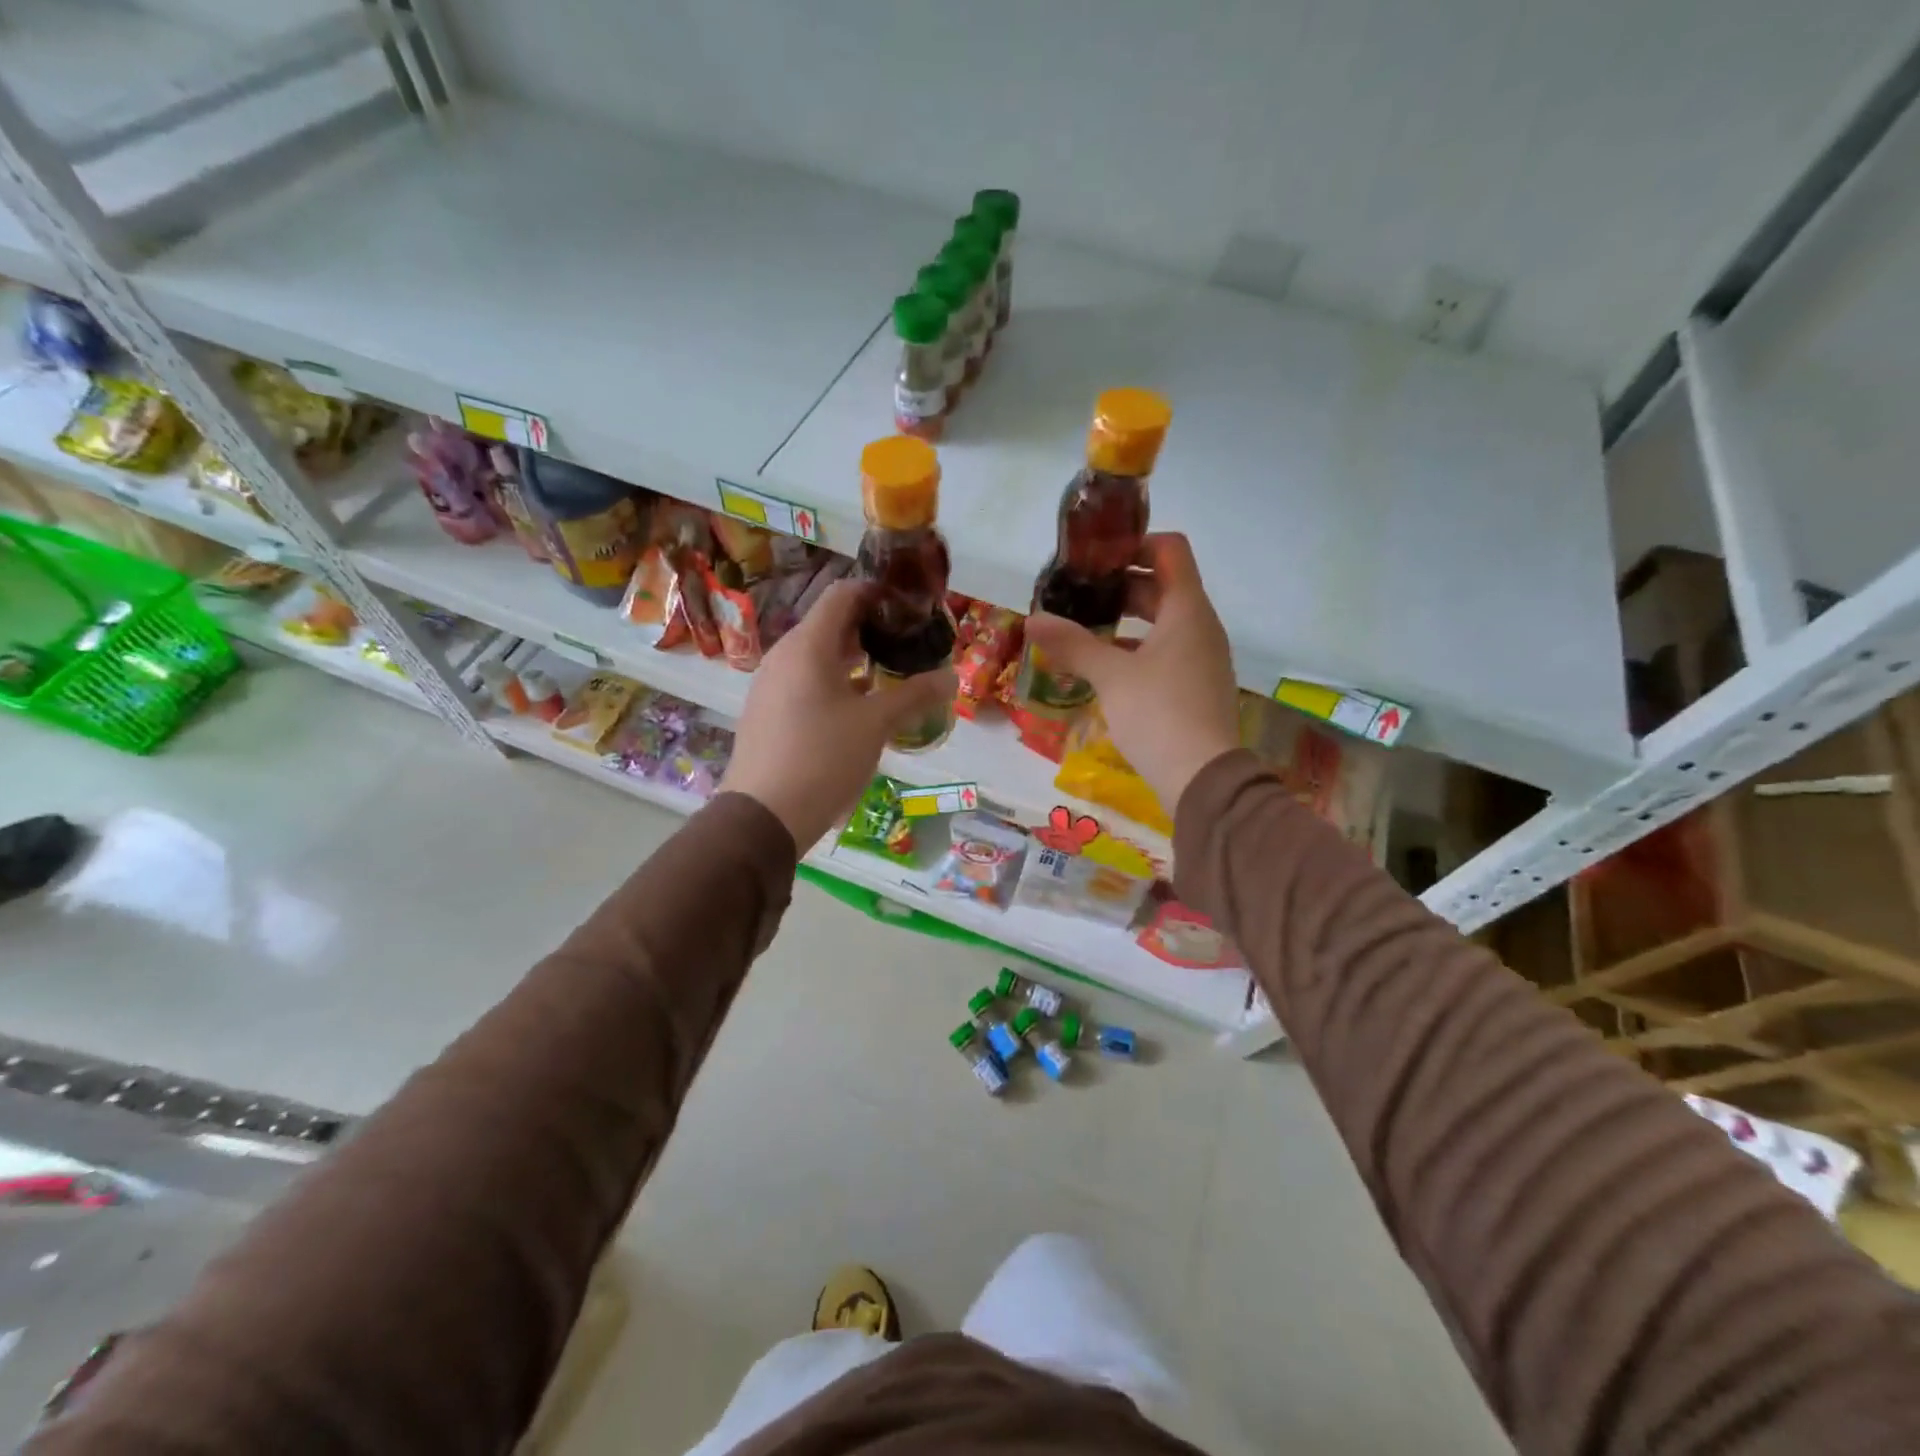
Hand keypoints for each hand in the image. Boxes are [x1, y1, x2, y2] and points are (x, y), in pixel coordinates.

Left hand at [723, 581, 955, 848]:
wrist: (764, 815)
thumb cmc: (824, 758)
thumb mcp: (876, 725)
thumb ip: (914, 695)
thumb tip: (952, 677)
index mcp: (808, 645)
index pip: (843, 595)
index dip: (877, 592)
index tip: (909, 607)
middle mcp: (783, 655)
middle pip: (830, 624)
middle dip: (870, 629)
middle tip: (907, 644)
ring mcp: (770, 684)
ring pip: (816, 656)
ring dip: (853, 659)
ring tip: (889, 675)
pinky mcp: (766, 711)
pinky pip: (804, 681)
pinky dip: (833, 682)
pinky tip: (857, 709)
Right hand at [1024, 533, 1239, 813]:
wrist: (1203, 778)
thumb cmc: (1158, 714)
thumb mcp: (1111, 676)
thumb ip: (1072, 643)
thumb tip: (1031, 620)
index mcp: (1187, 609)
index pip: (1171, 549)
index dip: (1136, 543)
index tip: (1097, 556)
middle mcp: (1202, 626)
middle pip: (1164, 585)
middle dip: (1122, 584)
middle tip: (1080, 593)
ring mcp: (1203, 658)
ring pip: (1164, 622)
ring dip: (1128, 619)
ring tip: (1086, 628)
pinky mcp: (1198, 686)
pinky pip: (1167, 651)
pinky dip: (1138, 648)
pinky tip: (1107, 667)